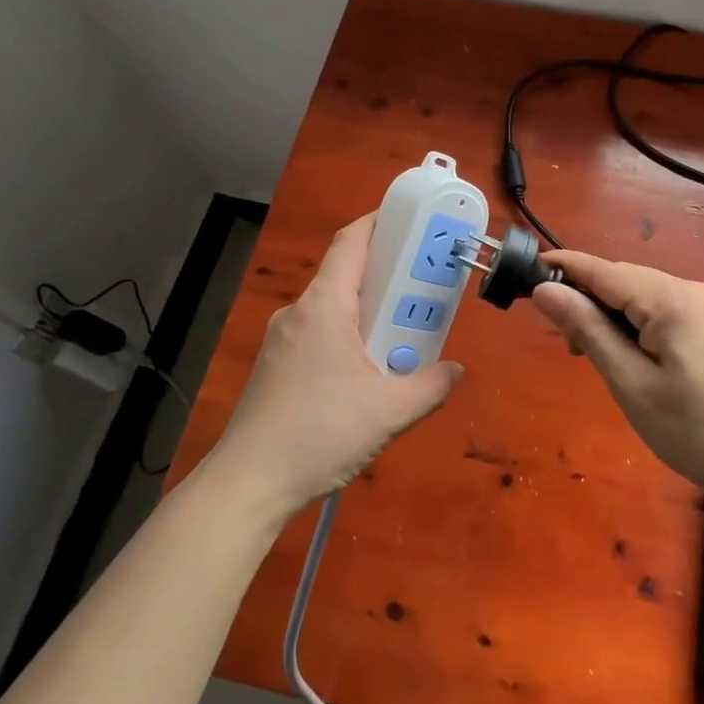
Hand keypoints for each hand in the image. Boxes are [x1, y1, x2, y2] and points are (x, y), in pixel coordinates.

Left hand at [209, 214, 461, 521]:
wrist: (248, 483)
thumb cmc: (319, 434)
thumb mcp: (389, 412)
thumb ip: (430, 387)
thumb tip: (455, 370)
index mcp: (324, 307)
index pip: (352, 242)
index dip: (381, 222)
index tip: (412, 220)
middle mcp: (299, 312)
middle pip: (346, 274)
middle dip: (387, 274)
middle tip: (424, 285)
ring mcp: (282, 339)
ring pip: (334, 307)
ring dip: (369, 311)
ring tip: (403, 332)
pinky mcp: (276, 365)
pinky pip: (320, 332)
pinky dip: (349, 335)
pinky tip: (367, 370)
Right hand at [532, 252, 703, 500]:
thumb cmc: (695, 429)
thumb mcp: (630, 383)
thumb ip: (587, 330)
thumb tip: (546, 290)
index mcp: (669, 298)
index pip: (602, 269)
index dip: (562, 268)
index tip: (524, 274)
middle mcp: (690, 288)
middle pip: (622, 279)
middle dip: (586, 298)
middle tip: (562, 341)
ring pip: (641, 294)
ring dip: (610, 314)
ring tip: (591, 353)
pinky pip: (662, 308)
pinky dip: (636, 322)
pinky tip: (628, 353)